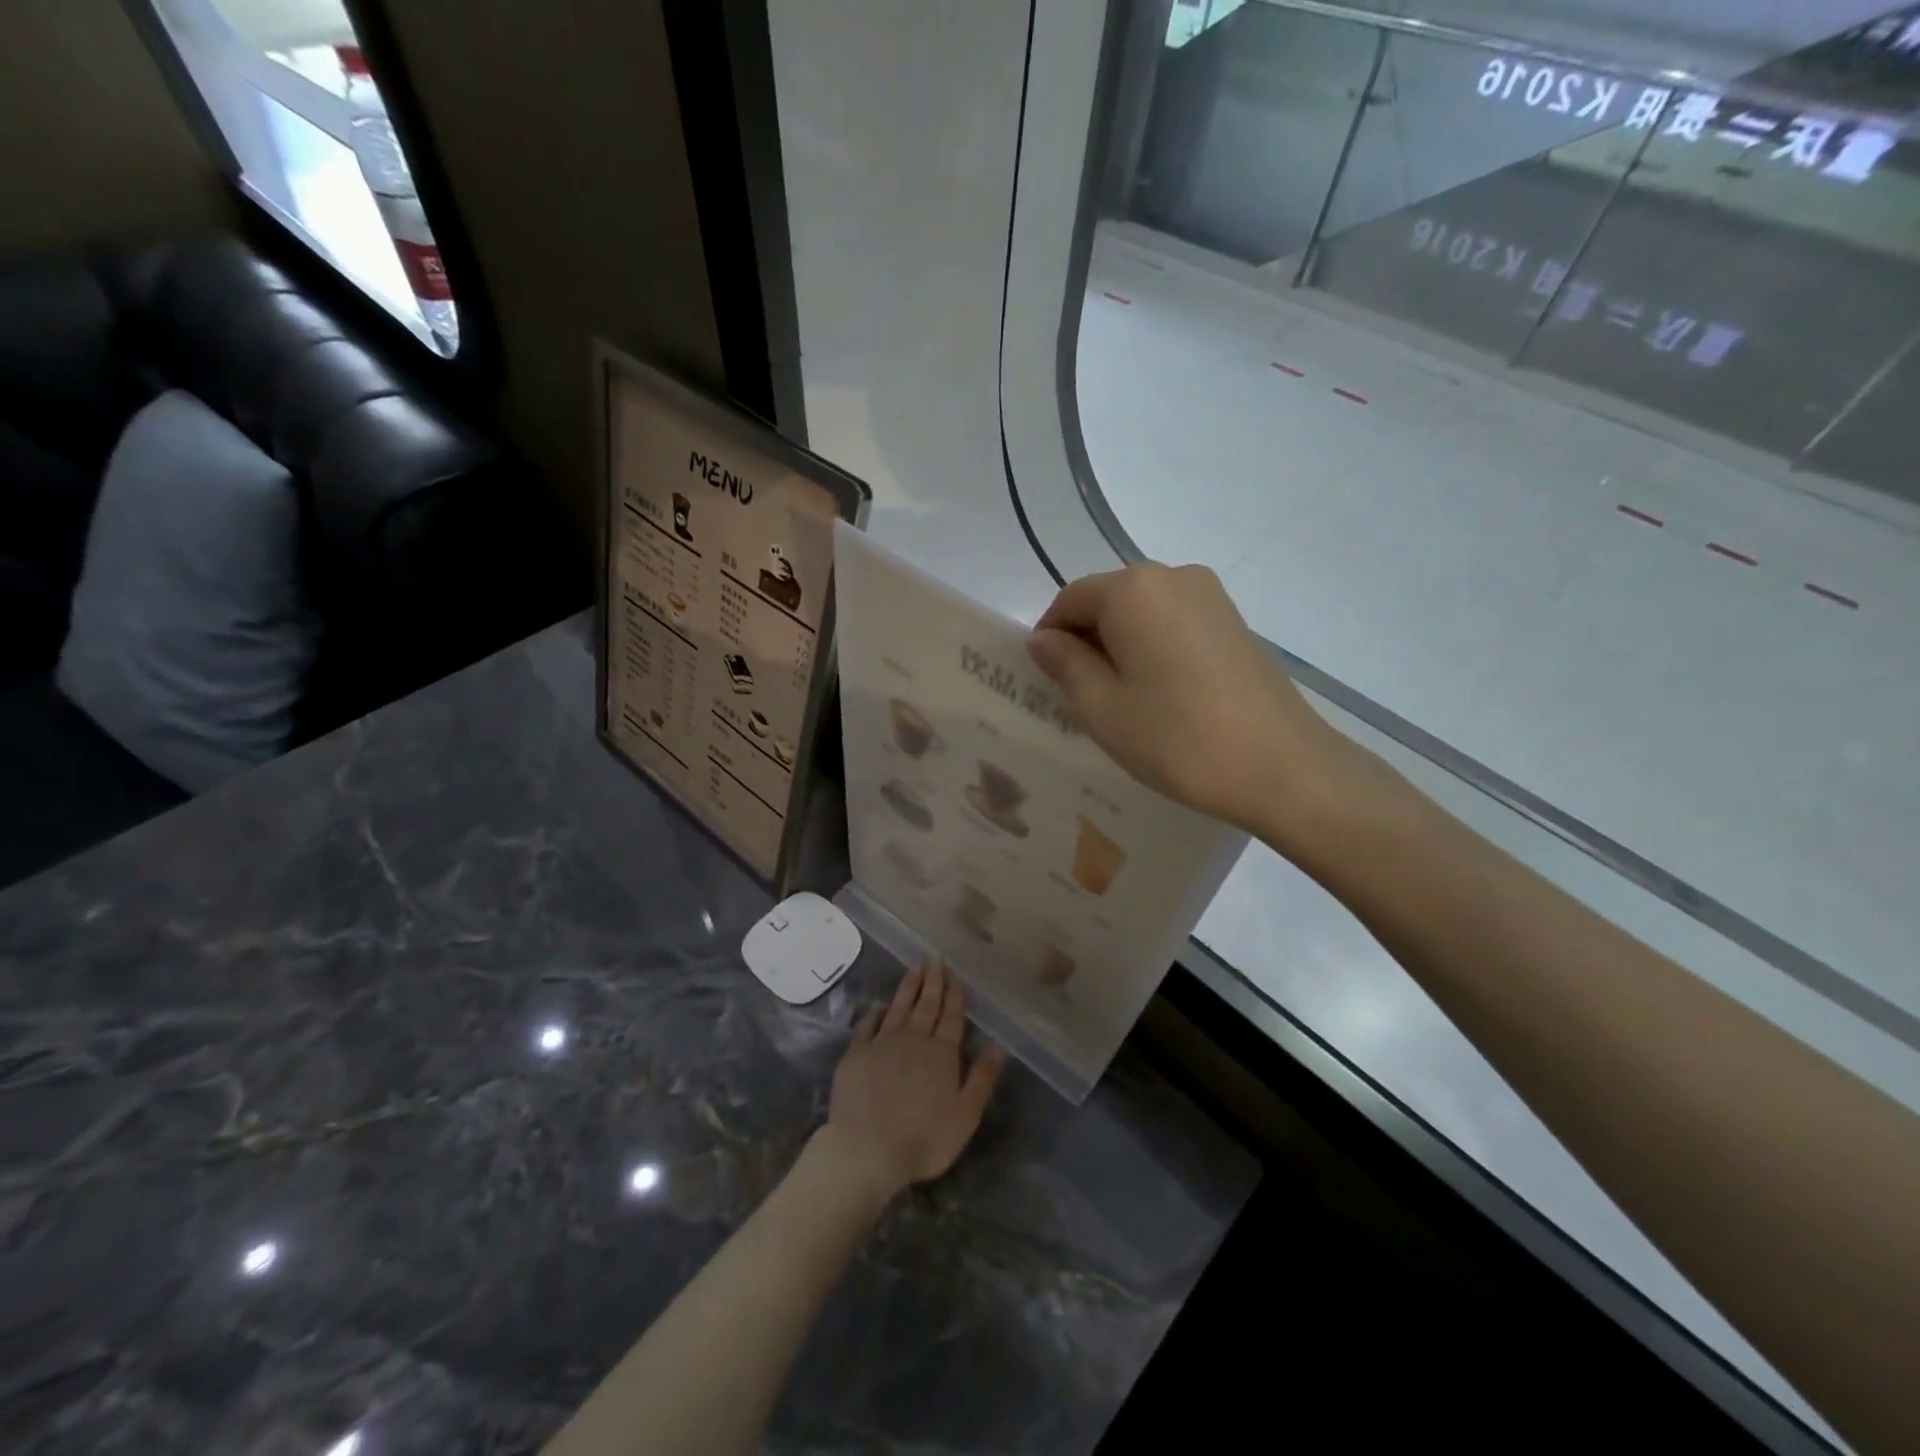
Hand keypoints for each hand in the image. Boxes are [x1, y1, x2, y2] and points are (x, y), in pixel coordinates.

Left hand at [823, 959, 1006, 1200]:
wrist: (865, 1149)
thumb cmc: (923, 1139)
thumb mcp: (964, 1116)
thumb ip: (981, 1079)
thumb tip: (998, 1045)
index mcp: (942, 1053)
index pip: (951, 1017)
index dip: (955, 994)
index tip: (955, 974)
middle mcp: (913, 1040)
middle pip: (926, 1004)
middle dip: (933, 980)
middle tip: (934, 957)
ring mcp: (882, 1044)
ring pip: (899, 1007)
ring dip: (908, 986)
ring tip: (915, 967)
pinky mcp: (856, 1054)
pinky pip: (867, 1025)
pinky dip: (875, 1013)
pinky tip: (879, 1005)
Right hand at [1026, 562, 1351, 833]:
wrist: (1282, 767)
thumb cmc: (1177, 738)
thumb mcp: (1102, 707)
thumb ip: (1065, 664)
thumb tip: (1044, 639)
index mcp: (1133, 589)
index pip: (1070, 599)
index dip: (1050, 637)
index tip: (1047, 682)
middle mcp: (1173, 576)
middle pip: (1108, 601)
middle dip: (1086, 641)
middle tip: (1081, 697)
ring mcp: (1211, 597)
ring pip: (1142, 614)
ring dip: (1121, 647)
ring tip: (1123, 701)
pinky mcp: (1235, 622)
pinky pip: (1175, 624)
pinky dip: (1154, 649)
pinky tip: (1162, 695)